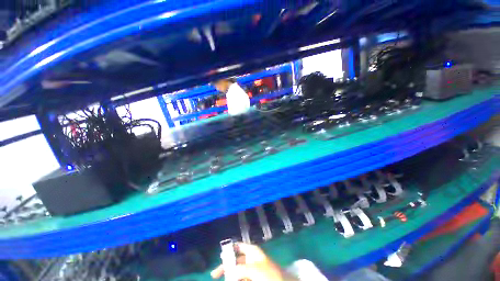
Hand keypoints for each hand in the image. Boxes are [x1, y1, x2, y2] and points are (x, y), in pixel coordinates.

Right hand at [211, 243, 293, 280]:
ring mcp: (252, 270)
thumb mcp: (254, 269)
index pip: (238, 246)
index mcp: (252, 251)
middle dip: (226, 267)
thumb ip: (240, 269)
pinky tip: (232, 280)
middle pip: (235, 261)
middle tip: (215, 275)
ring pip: (237, 272)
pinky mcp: (253, 279)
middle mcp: (251, 259)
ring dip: (230, 276)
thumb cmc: (270, 274)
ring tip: (224, 279)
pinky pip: (242, 279)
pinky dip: (236, 280)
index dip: (229, 250)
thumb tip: (228, 272)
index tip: (220, 257)